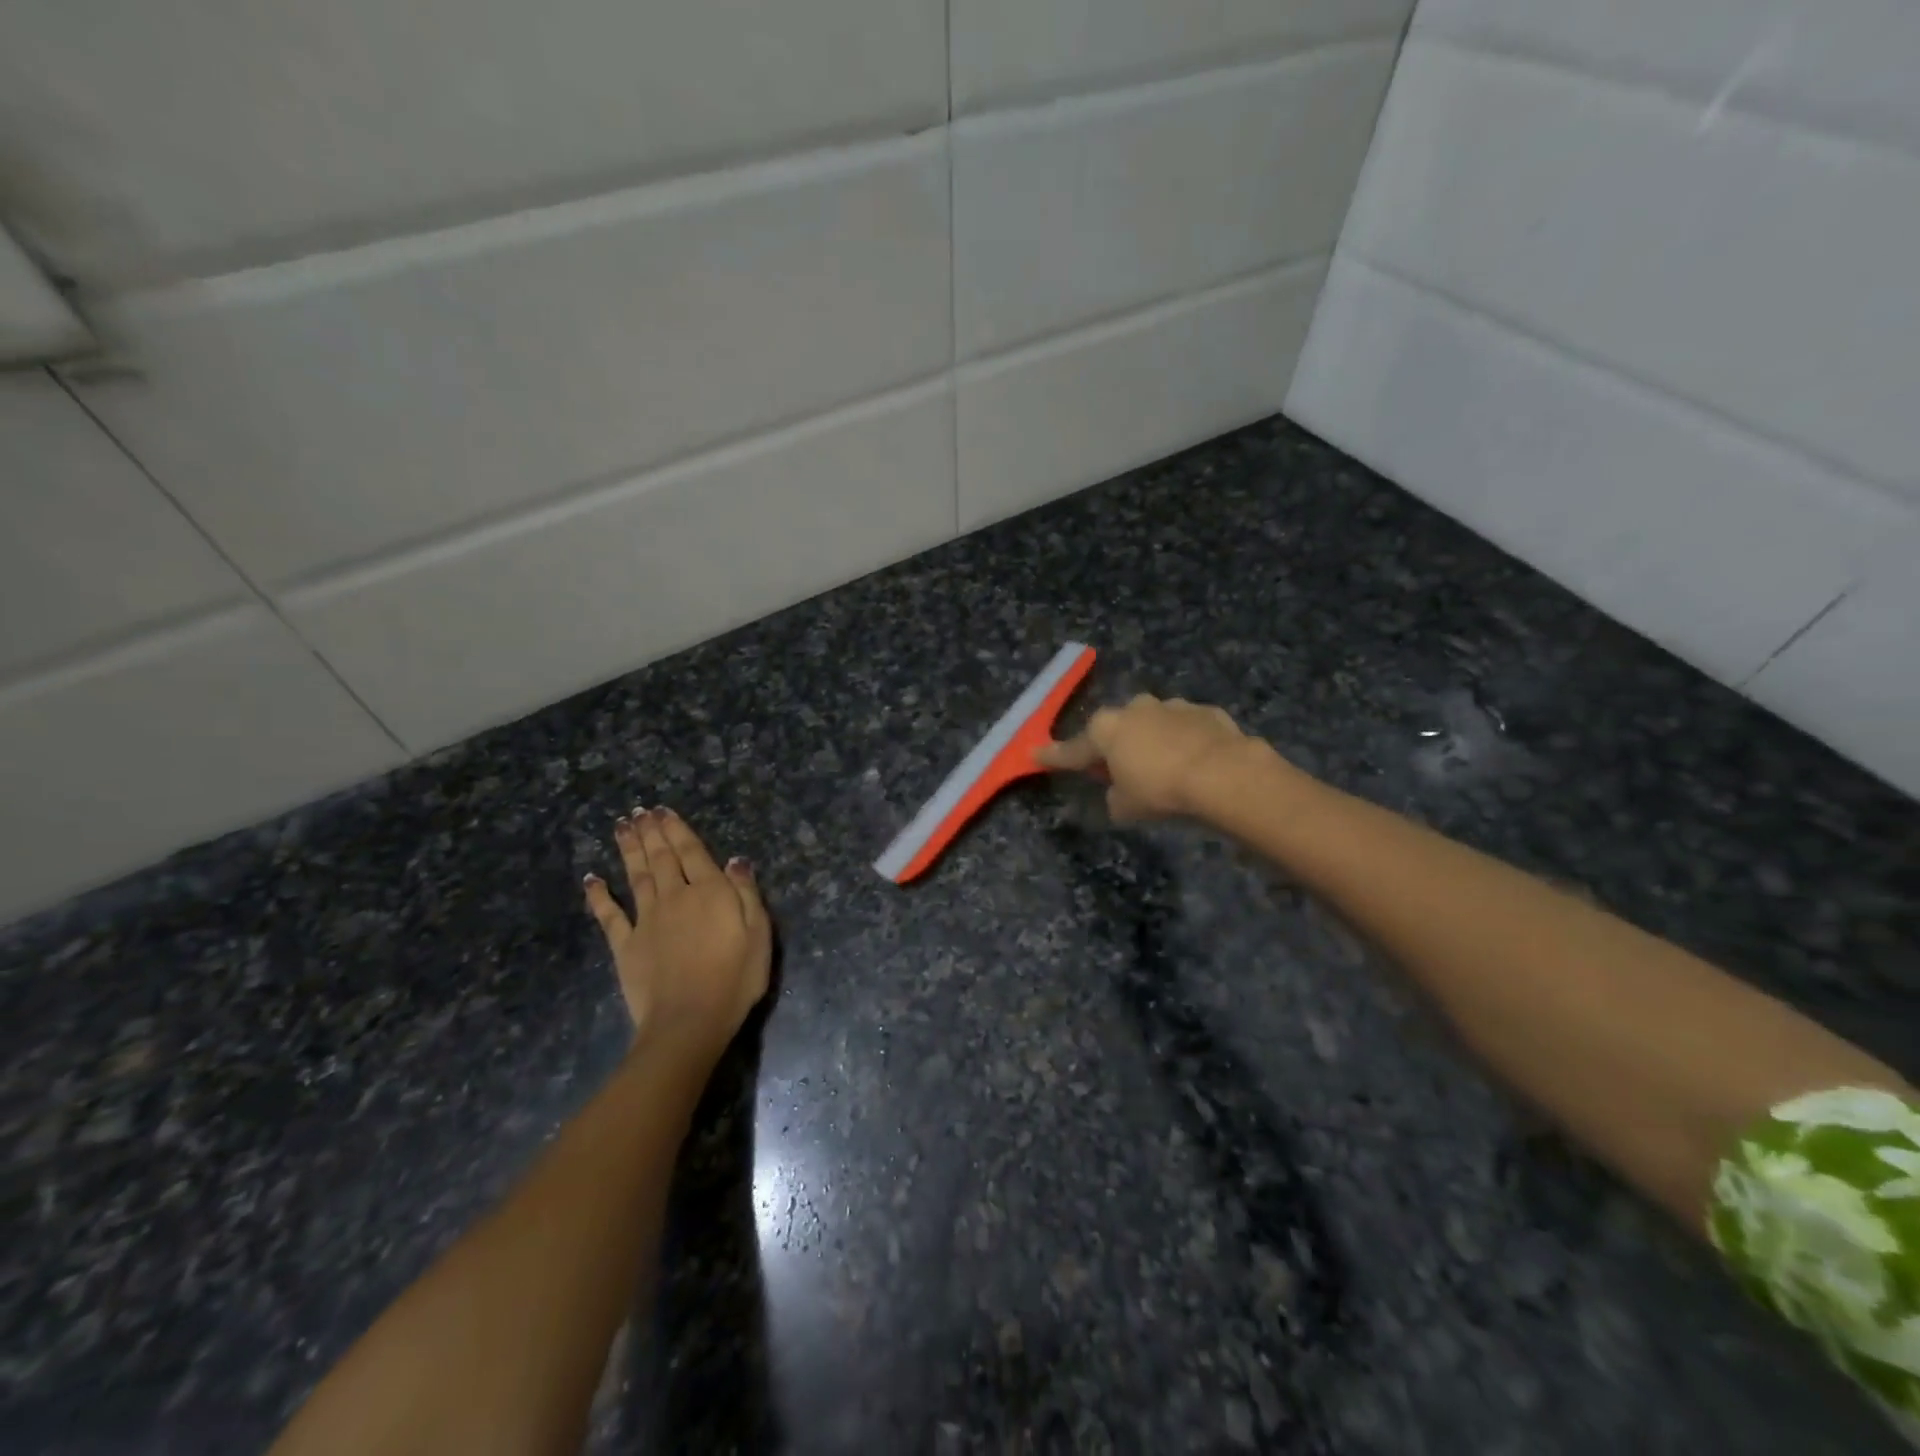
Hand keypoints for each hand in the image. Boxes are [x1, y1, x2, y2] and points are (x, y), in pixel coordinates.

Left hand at [584, 808, 771, 1059]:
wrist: (689, 1021)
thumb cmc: (735, 978)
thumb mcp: (759, 933)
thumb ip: (746, 893)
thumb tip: (735, 860)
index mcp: (709, 892)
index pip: (692, 851)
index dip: (677, 829)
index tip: (663, 810)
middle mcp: (675, 896)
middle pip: (661, 857)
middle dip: (651, 832)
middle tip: (639, 811)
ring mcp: (646, 920)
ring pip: (636, 876)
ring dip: (629, 850)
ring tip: (621, 827)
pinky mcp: (625, 945)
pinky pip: (609, 915)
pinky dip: (599, 895)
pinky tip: (592, 879)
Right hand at [1036, 694, 1261, 822]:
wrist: (1222, 773)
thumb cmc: (1160, 790)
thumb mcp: (1125, 806)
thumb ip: (1115, 797)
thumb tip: (1120, 792)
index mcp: (1105, 729)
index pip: (1072, 749)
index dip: (1054, 756)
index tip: (1036, 754)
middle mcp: (1135, 709)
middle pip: (1116, 729)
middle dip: (1115, 747)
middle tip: (1120, 770)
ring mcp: (1172, 706)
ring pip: (1153, 723)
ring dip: (1153, 741)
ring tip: (1166, 767)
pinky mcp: (1206, 711)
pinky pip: (1187, 728)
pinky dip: (1186, 742)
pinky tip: (1195, 761)